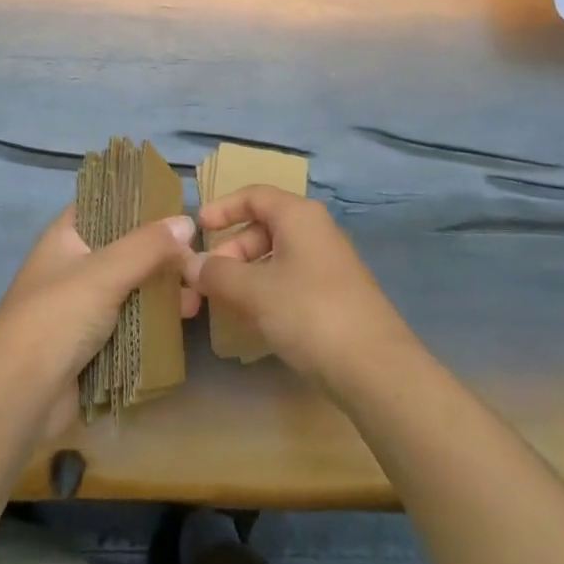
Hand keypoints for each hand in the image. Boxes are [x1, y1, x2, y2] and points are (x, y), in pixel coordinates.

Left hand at [0, 205, 195, 435]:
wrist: (18, 397)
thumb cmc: (56, 318)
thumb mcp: (104, 272)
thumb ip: (148, 246)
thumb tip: (188, 223)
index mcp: (66, 237)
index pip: (104, 204)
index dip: (137, 200)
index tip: (177, 202)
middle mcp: (74, 266)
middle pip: (125, 248)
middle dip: (161, 252)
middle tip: (199, 254)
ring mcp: (83, 307)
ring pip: (132, 287)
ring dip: (163, 288)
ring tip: (199, 291)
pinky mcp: (93, 343)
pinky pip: (131, 321)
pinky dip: (156, 319)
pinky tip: (186, 317)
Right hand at [183, 185, 418, 395]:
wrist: (374, 367)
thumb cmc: (308, 312)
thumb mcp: (254, 292)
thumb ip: (217, 274)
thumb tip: (188, 263)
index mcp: (298, 215)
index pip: (254, 196)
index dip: (222, 208)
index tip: (197, 228)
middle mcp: (316, 230)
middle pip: (264, 227)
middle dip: (231, 250)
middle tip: (207, 279)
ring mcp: (329, 263)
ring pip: (276, 256)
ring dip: (246, 274)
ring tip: (225, 303)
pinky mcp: (335, 294)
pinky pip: (291, 279)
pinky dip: (267, 290)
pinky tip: (254, 320)